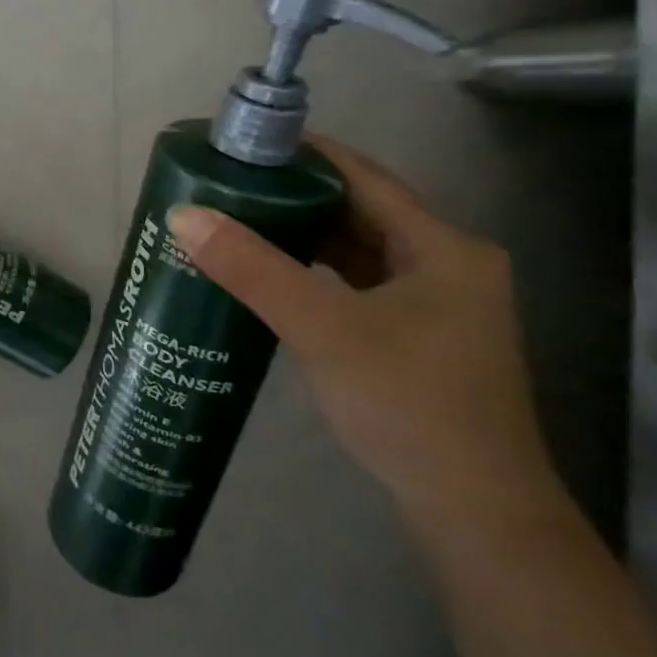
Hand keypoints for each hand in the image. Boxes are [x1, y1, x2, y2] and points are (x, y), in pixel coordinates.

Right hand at [167, 137, 556, 532]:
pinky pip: (351, 282)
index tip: (240, 143)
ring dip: (298, 233)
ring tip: (233, 219)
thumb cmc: (410, 405)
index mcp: (443, 247)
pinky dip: (310, 270)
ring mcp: (431, 304)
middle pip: (356, 209)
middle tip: (224, 183)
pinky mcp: (413, 335)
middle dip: (291, 193)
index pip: (362, 175)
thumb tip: (182, 214)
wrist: (474, 513)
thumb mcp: (323, 328)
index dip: (302, 152)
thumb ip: (252, 268)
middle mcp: (445, 265)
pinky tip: (267, 274)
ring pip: (353, 248)